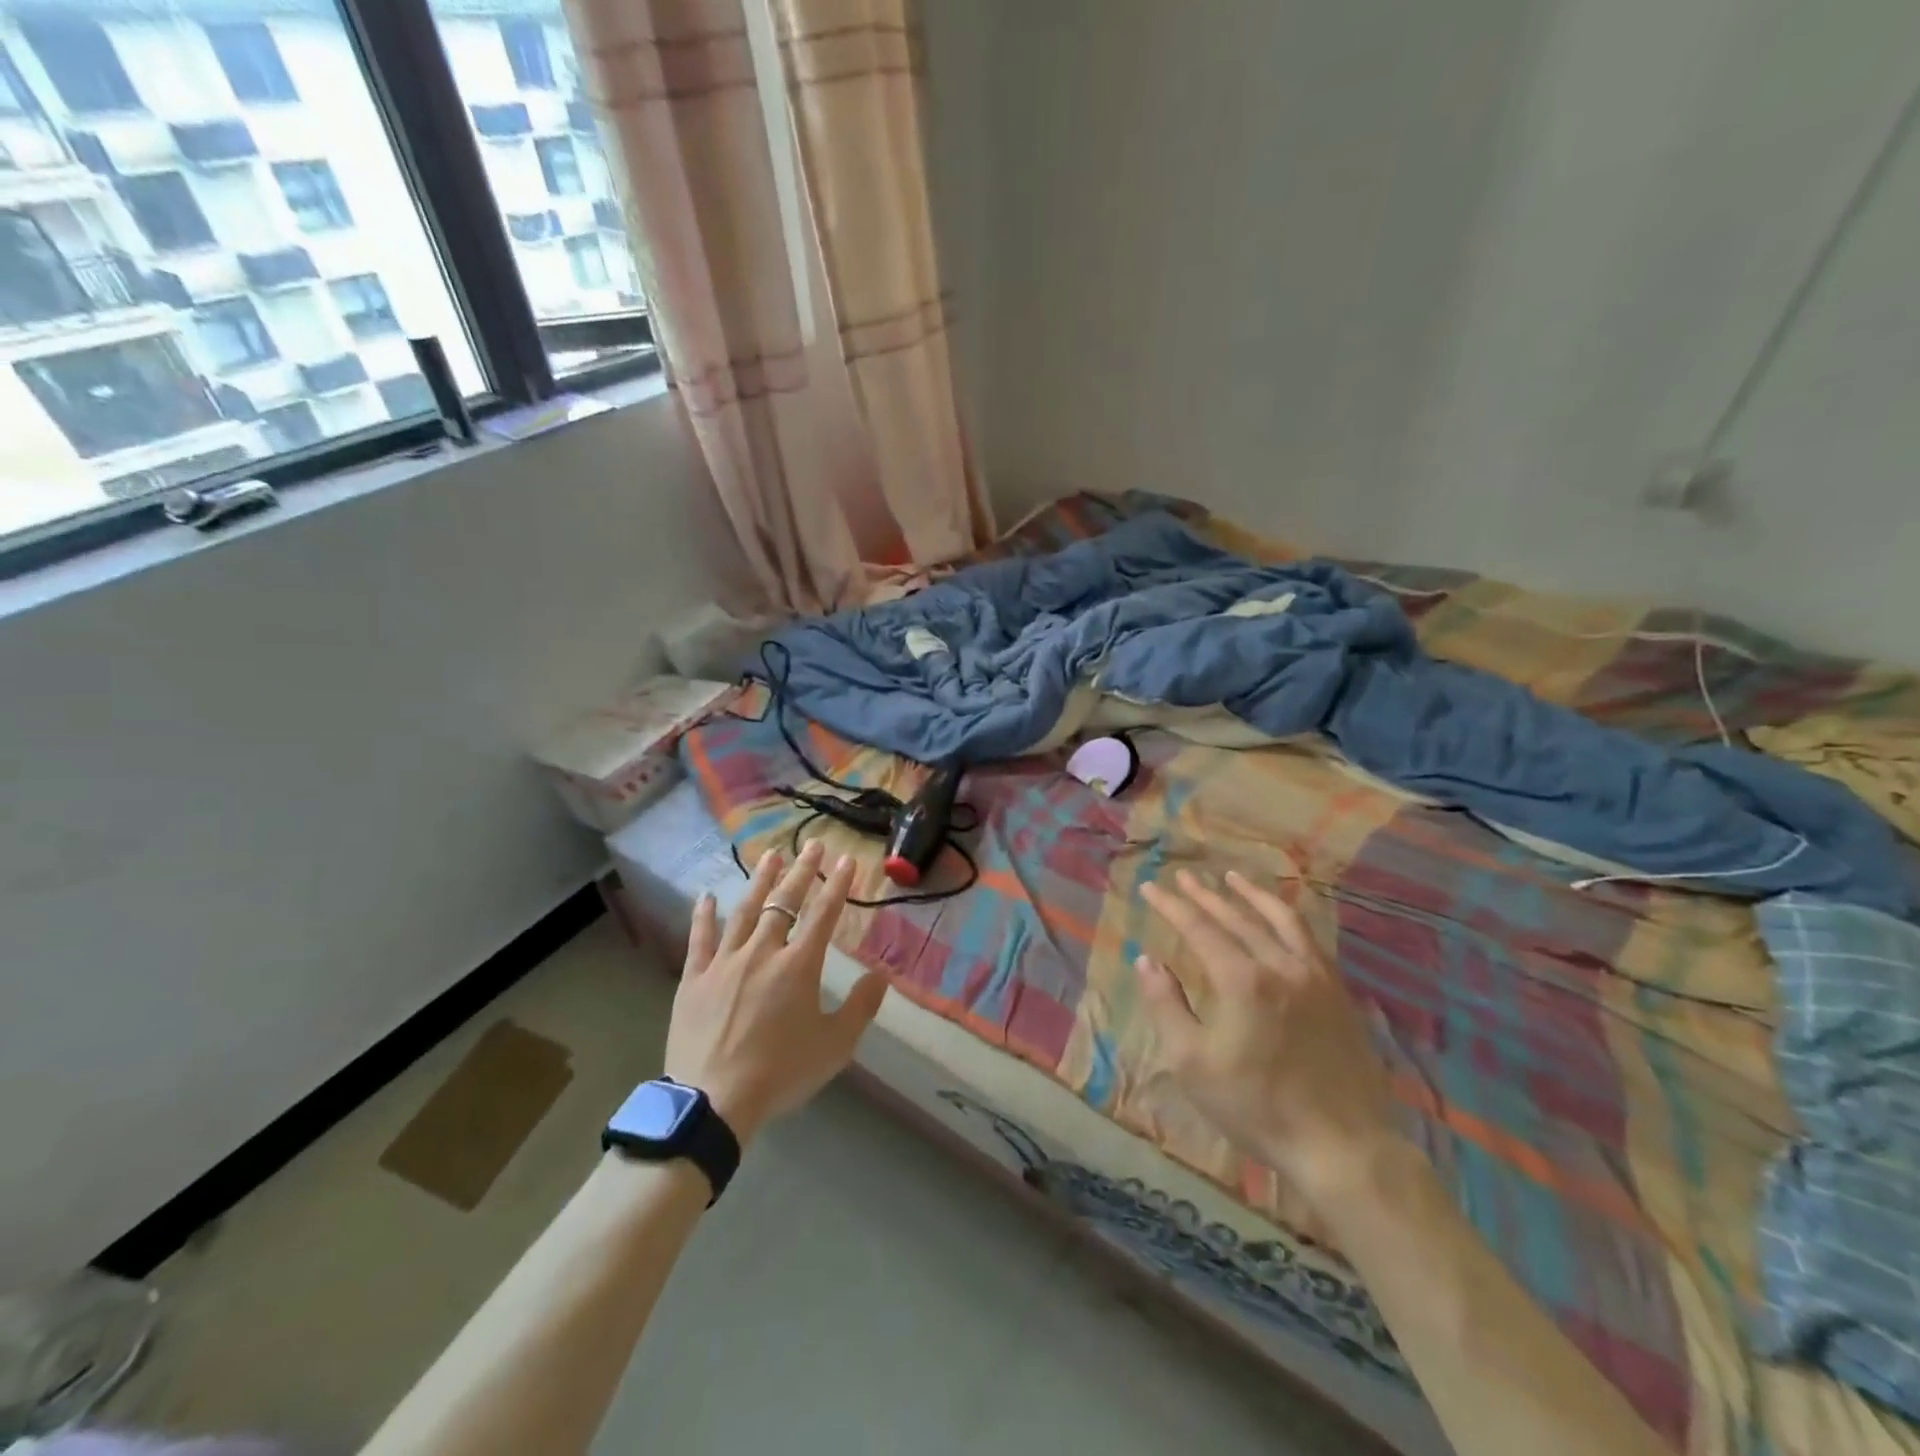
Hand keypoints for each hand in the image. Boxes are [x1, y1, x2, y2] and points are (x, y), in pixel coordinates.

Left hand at [664, 841, 888, 1144]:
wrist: (713, 1102)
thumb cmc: (781, 1073)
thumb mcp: (835, 1046)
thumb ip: (860, 1007)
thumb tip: (880, 976)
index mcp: (799, 965)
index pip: (824, 914)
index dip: (838, 885)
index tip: (847, 859)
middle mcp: (763, 952)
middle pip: (785, 902)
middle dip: (802, 871)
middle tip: (812, 844)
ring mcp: (725, 962)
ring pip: (745, 911)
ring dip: (760, 881)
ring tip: (770, 855)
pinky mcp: (695, 979)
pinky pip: (700, 940)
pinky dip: (704, 916)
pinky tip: (706, 896)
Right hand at [1138, 869, 1400, 1208]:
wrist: (1342, 1147)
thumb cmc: (1256, 1106)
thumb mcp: (1192, 1063)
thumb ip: (1166, 1006)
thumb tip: (1146, 961)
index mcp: (1242, 979)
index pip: (1199, 928)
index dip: (1171, 906)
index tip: (1149, 886)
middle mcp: (1280, 965)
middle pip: (1237, 917)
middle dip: (1205, 894)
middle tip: (1183, 876)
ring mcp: (1316, 976)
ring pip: (1280, 919)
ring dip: (1251, 895)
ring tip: (1232, 877)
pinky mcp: (1339, 992)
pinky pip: (1310, 939)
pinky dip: (1288, 918)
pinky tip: (1281, 917)